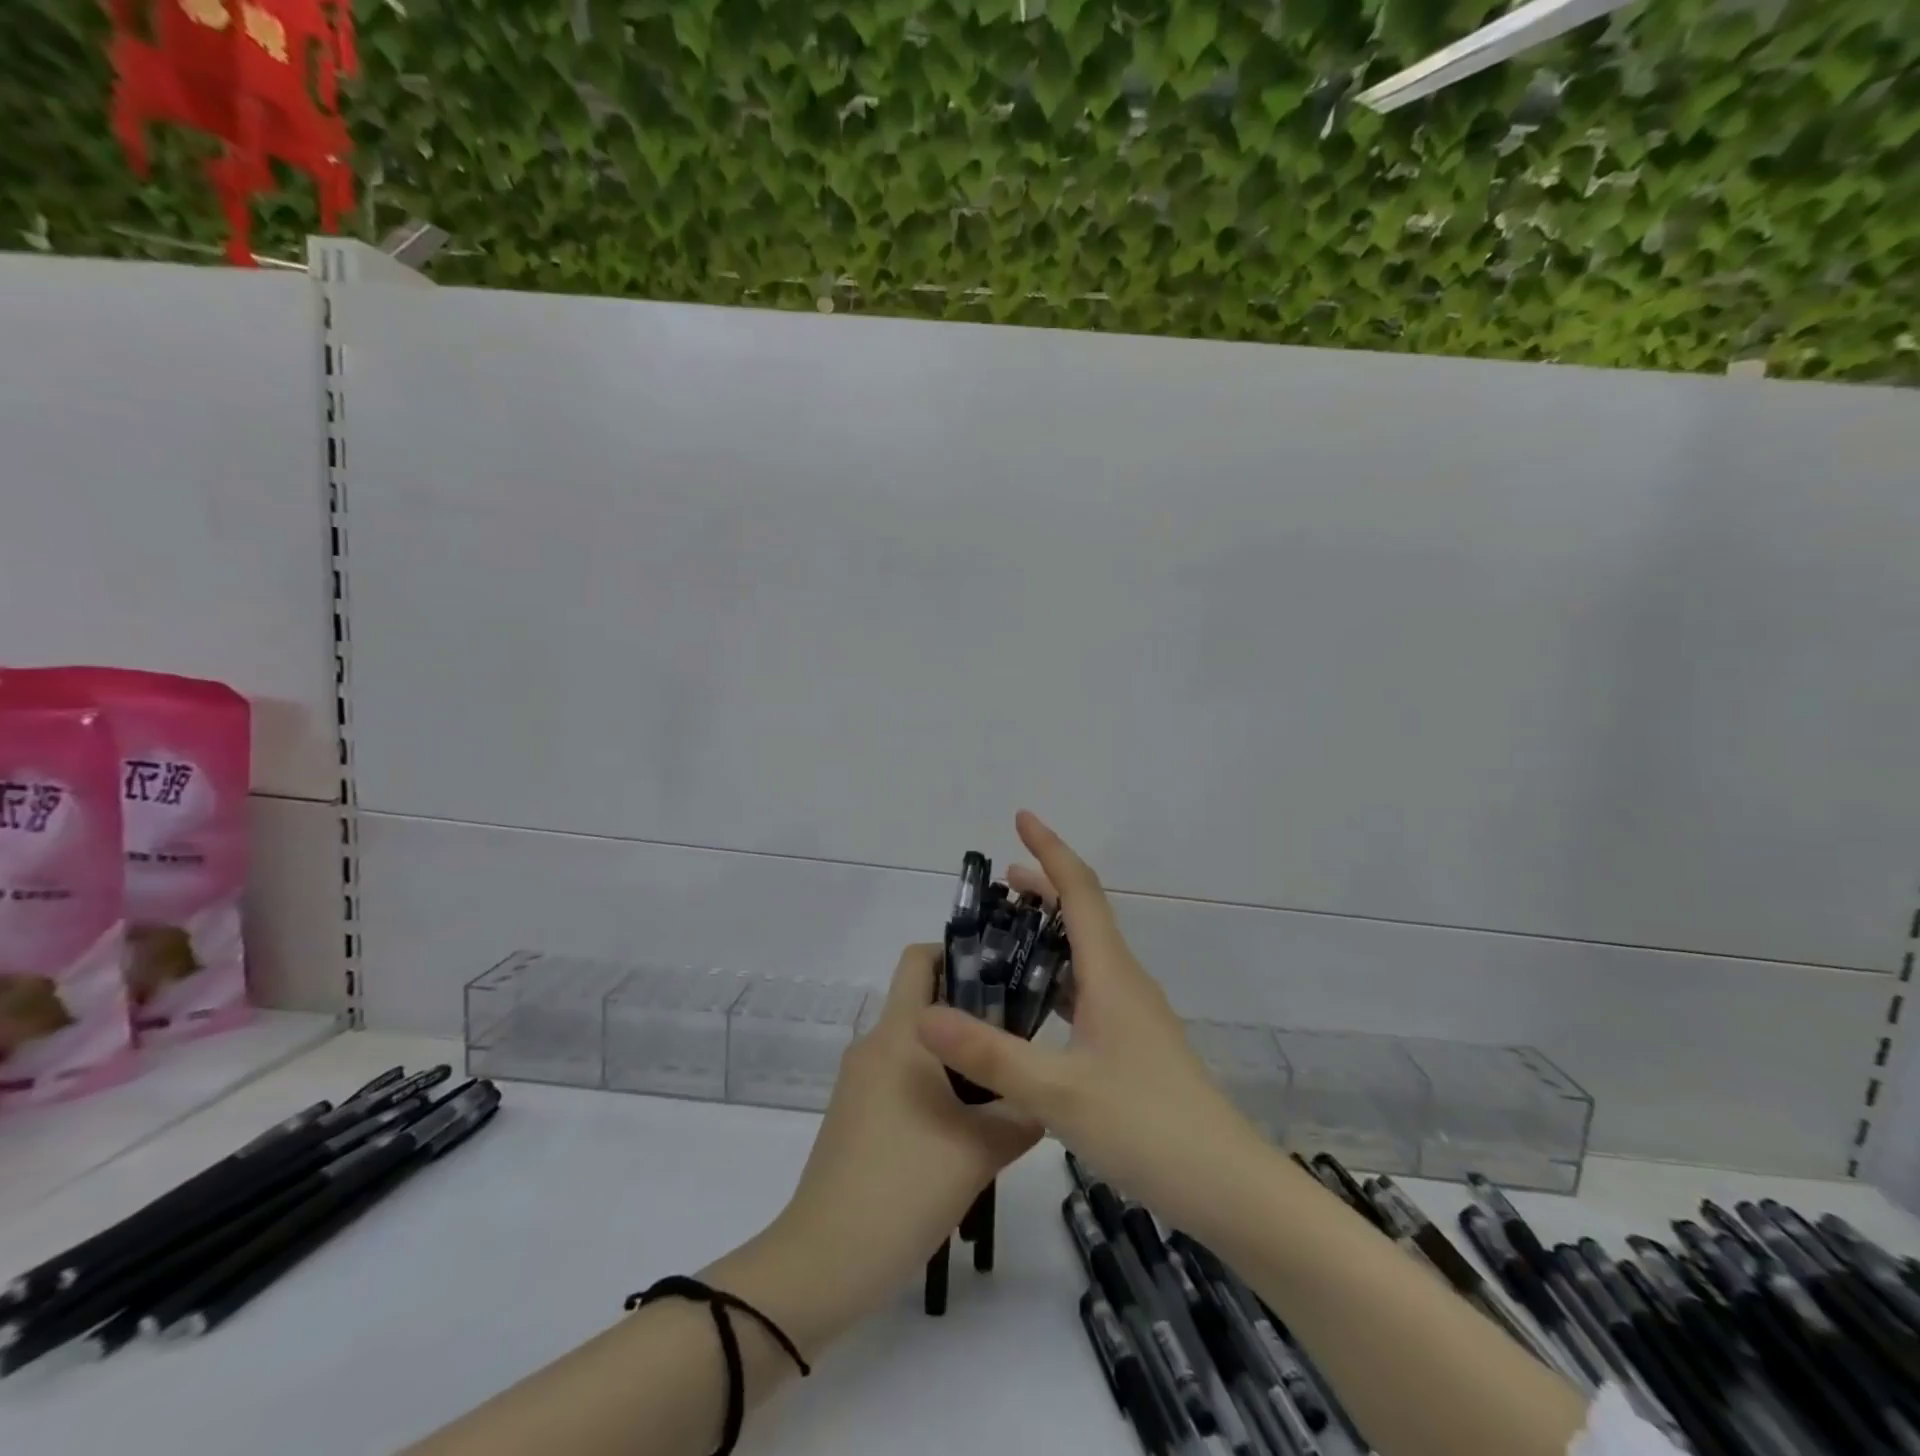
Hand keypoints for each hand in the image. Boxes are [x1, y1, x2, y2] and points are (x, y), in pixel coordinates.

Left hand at [750, 944, 1039, 1347]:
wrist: (825, 1260)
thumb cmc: (905, 1187)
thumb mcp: (981, 1149)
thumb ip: (1023, 1112)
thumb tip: (1045, 1094)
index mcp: (899, 1034)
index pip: (919, 958)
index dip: (959, 953)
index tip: (1004, 978)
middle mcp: (875, 1044)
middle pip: (924, 1002)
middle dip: (971, 1011)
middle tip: (1019, 1038)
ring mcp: (859, 1080)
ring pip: (916, 1045)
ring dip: (956, 1055)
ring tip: (1002, 1087)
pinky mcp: (855, 1114)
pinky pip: (901, 1077)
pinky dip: (934, 1084)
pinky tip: (966, 1127)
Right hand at [915, 811, 1263, 1231]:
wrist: (1230, 1190)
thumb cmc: (1150, 1128)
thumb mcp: (1060, 1094)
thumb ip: (990, 1055)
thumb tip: (923, 1015)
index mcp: (1112, 976)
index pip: (1080, 892)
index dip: (1050, 850)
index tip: (1021, 818)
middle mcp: (1126, 983)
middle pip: (1085, 916)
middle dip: (1045, 887)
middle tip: (1001, 879)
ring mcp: (1135, 1016)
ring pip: (1088, 955)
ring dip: (1051, 932)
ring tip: (1008, 934)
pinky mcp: (1136, 1047)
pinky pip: (1090, 991)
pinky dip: (1059, 977)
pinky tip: (1036, 1006)